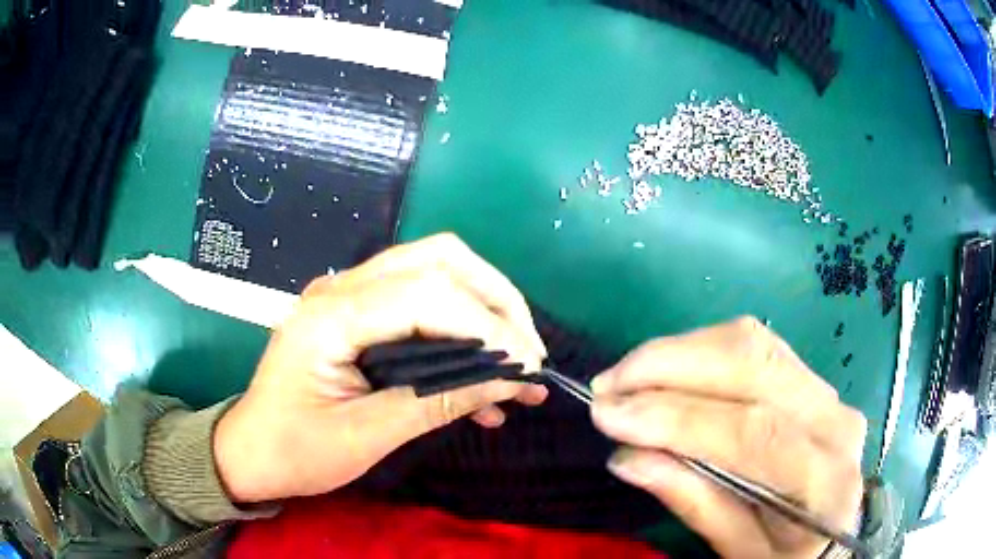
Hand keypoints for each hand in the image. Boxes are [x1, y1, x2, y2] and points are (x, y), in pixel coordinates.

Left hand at [214, 233, 548, 502]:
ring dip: (484, 310)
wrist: (252, 451)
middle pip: (437, 261)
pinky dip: (459, 330)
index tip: (527, 366)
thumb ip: (437, 403)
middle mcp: (341, 288)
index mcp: (331, 317)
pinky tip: (481, 383)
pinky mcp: (358, 314)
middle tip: (528, 352)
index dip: (487, 325)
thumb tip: (509, 382)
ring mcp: (348, 295)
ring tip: (516, 364)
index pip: (427, 295)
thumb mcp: (366, 437)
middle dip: (495, 300)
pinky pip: (420, 303)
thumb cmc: (295, 451)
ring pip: (434, 272)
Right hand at [590, 317, 865, 558]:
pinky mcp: (810, 376)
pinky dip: (702, 348)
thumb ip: (693, 501)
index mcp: (824, 480)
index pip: (753, 433)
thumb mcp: (737, 549)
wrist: (830, 531)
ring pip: (752, 344)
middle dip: (671, 365)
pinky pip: (754, 345)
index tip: (610, 414)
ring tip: (628, 374)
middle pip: (754, 367)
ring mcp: (827, 390)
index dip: (677, 418)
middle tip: (608, 384)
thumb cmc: (783, 552)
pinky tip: (668, 367)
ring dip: (681, 351)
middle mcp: (834, 420)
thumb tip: (627, 457)